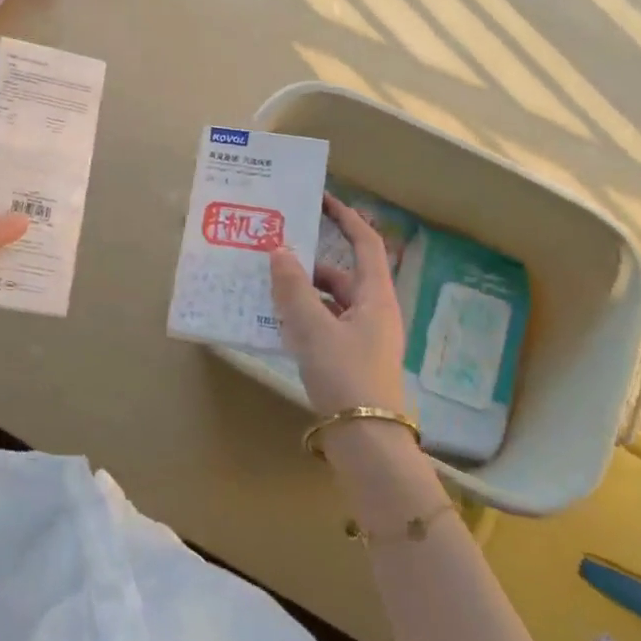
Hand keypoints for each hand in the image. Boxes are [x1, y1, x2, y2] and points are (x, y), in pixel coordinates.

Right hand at [269, 193, 406, 418]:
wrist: (366, 441)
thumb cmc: (344, 375)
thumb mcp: (313, 328)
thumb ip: (293, 288)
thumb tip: (279, 250)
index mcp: (375, 297)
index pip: (366, 243)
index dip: (346, 218)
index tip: (321, 199)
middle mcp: (374, 312)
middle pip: (342, 273)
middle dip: (309, 261)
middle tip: (274, 250)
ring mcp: (363, 338)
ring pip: (330, 301)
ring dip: (302, 291)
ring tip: (265, 286)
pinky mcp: (350, 359)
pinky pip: (325, 325)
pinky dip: (303, 318)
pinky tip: (275, 323)